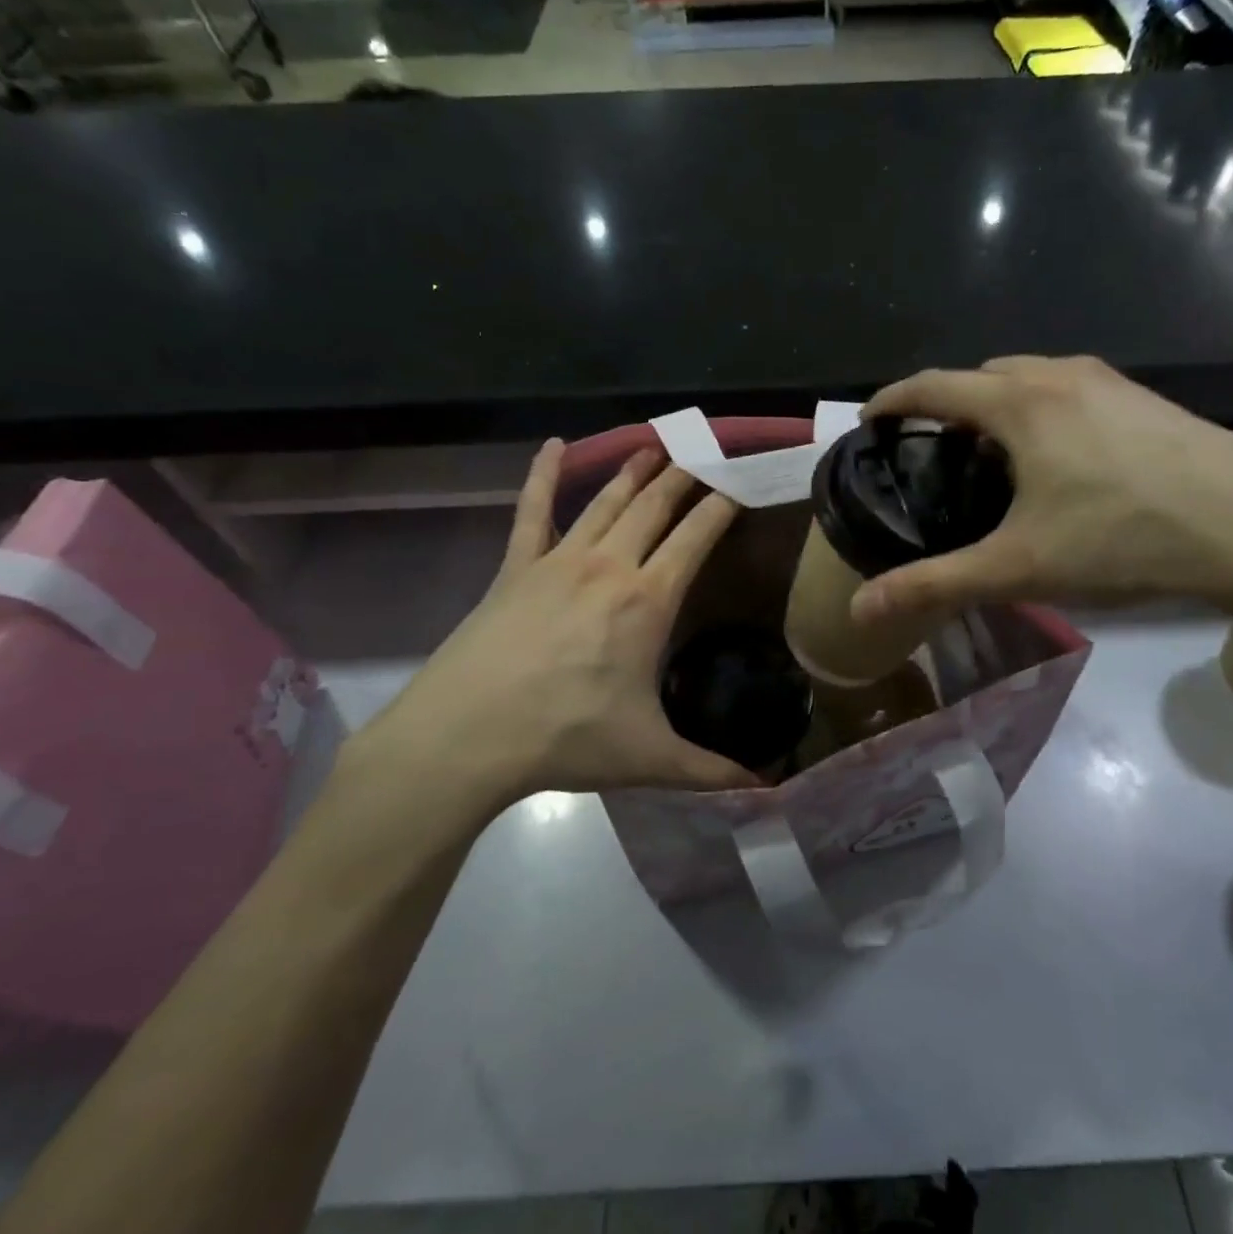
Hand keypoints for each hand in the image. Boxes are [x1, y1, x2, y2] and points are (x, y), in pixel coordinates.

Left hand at [344, 442, 756, 812]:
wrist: (466, 736)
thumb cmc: (565, 739)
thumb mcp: (648, 758)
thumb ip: (711, 770)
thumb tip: (766, 789)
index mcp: (648, 599)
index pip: (696, 536)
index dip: (721, 505)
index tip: (740, 482)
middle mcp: (609, 565)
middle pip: (655, 506)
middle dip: (684, 476)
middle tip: (704, 452)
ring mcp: (558, 560)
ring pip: (605, 501)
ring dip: (633, 471)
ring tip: (655, 446)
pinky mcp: (515, 566)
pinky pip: (531, 510)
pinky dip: (543, 474)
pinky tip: (553, 445)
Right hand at [850, 356, 1232, 622]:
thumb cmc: (1124, 538)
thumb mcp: (1019, 567)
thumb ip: (935, 583)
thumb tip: (860, 608)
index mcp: (1020, 403)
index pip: (934, 385)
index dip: (893, 398)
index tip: (868, 420)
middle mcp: (1061, 376)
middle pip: (982, 373)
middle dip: (947, 400)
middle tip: (932, 448)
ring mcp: (1111, 382)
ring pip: (1032, 378)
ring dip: (998, 402)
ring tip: (993, 453)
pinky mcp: (1147, 400)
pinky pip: (1071, 389)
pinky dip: (1042, 409)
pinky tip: (1061, 459)